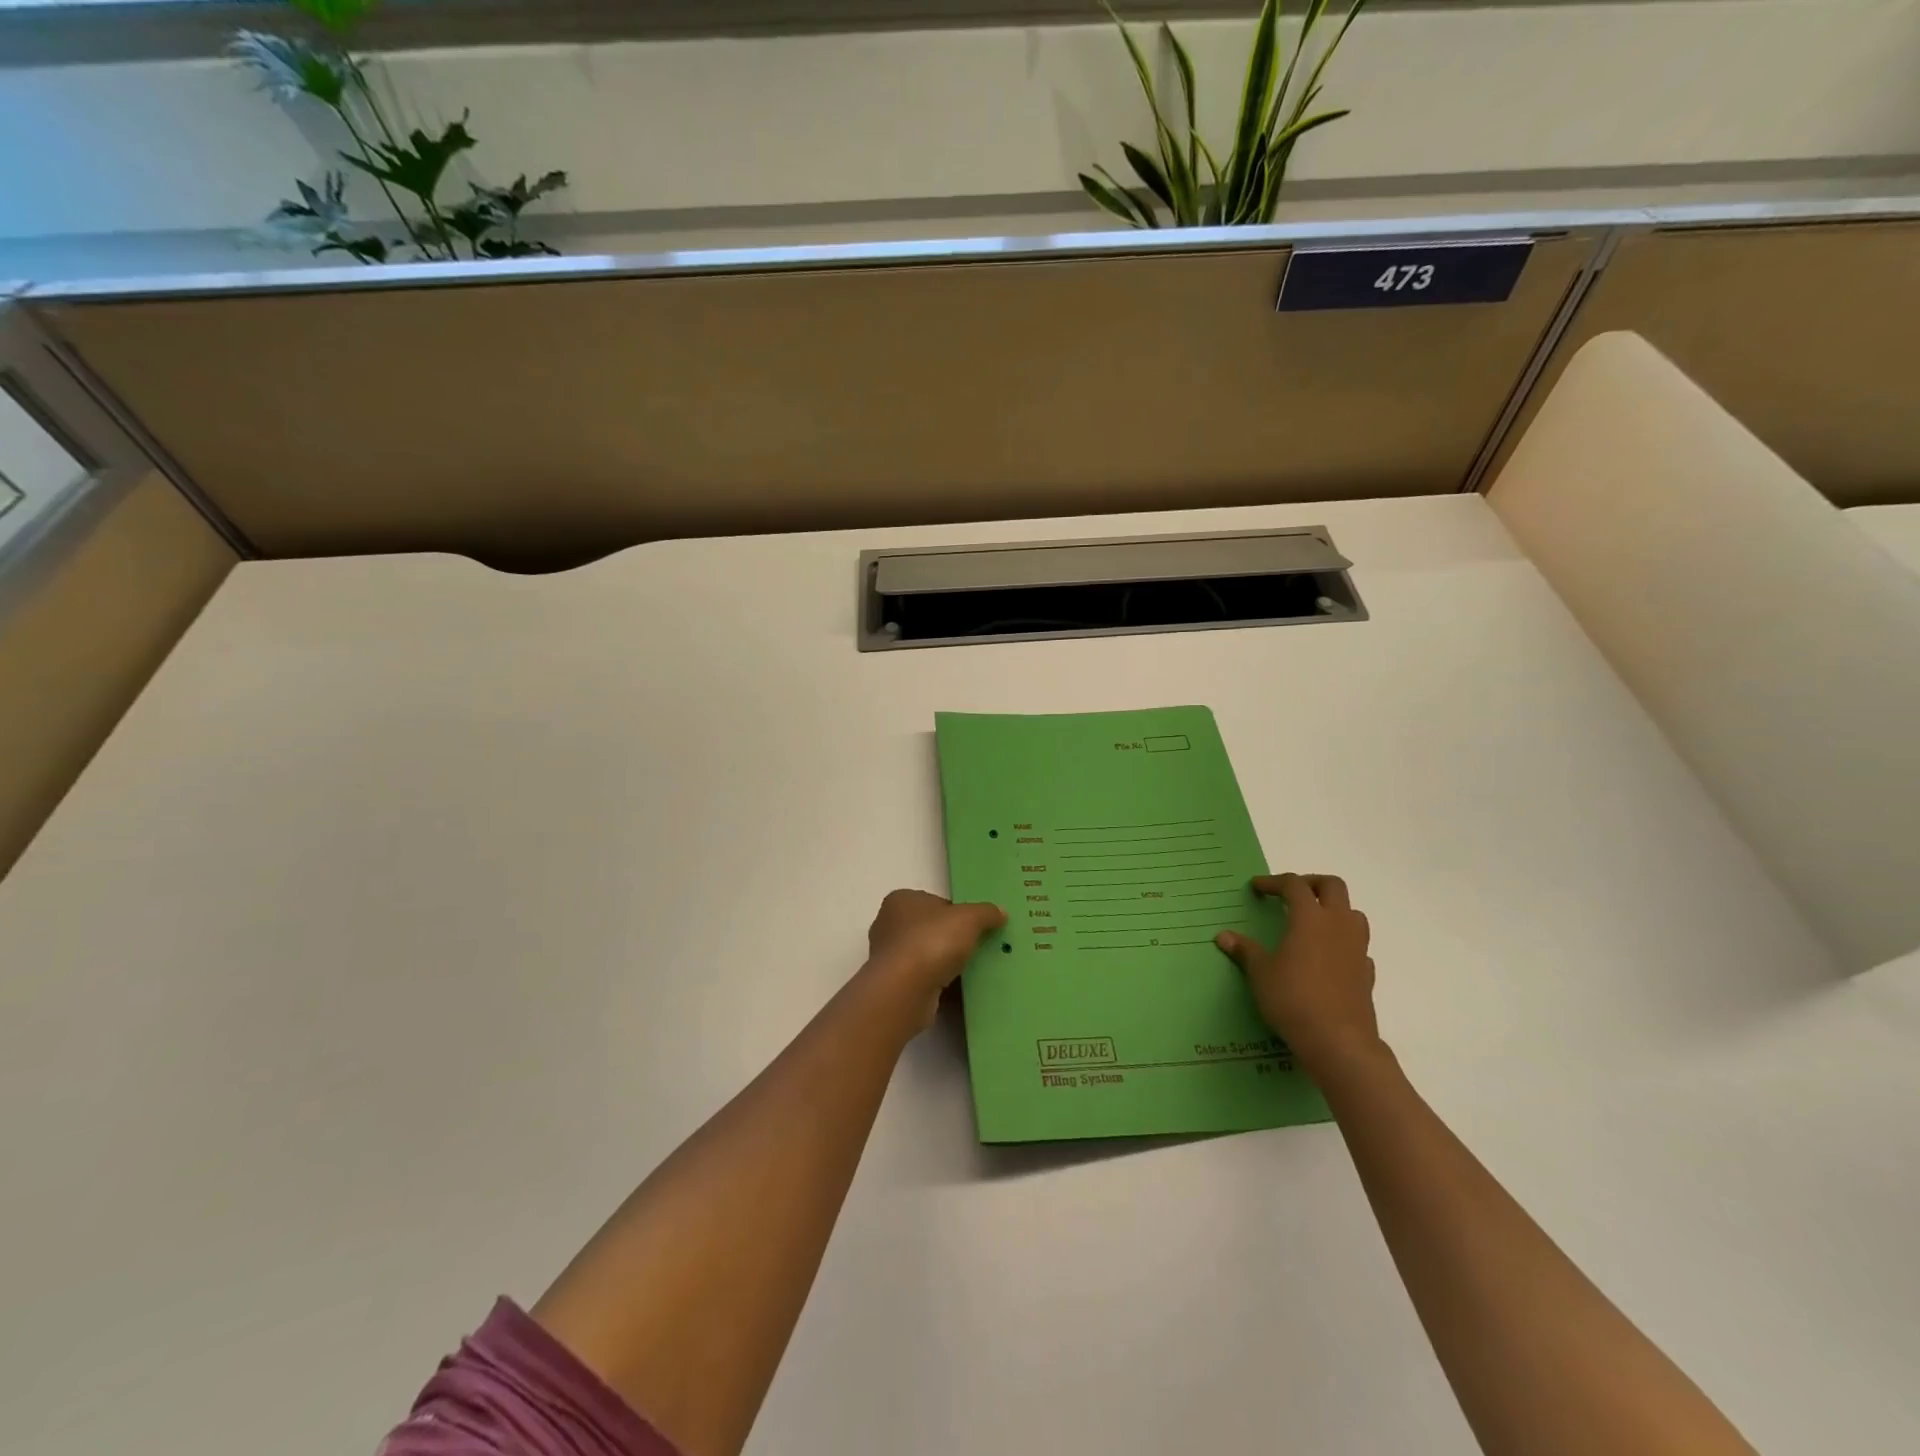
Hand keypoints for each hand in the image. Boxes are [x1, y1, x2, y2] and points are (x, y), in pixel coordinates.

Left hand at [863, 889, 1006, 1030]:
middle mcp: (890, 926)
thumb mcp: (969, 918)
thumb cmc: (932, 941)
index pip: (935, 903)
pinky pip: (925, 982)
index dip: (958, 913)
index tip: (978, 928)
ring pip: (928, 957)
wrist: (905, 991)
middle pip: (931, 930)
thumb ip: (986, 913)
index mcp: (902, 900)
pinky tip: (963, 993)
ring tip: (976, 973)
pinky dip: (942, 986)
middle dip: (953, 940)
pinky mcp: (895, 986)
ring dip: (947, 965)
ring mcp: (890, 958)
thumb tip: (1000, 913)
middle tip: (980, 950)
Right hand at [1215, 873, 1379, 1075]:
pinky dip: (1343, 942)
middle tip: (1291, 894)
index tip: (1256, 888)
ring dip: (1334, 910)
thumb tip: (1223, 936)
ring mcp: (1357, 948)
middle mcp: (1338, 925)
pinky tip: (1328, 957)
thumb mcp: (1260, 973)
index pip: (1294, 885)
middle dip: (1311, 884)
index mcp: (1309, 918)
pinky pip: (1358, 946)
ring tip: (1312, 922)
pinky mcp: (1367, 973)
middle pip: (1332, 886)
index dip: (1273, 882)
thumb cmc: (1293, 998)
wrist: (1339, 1041)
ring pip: (1353, 913)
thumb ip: (1245, 950)